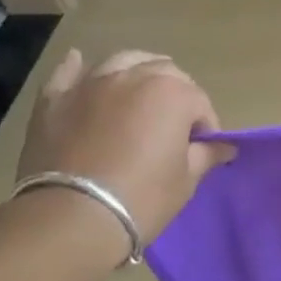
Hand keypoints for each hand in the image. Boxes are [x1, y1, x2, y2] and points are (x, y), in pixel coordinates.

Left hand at [16, 50, 233, 238]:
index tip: (202, 149)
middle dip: (176, 94)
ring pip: (122, 61)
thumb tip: (224, 146)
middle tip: (173, 126)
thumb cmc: (142, 198)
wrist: (71, 219)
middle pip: (165, 72)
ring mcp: (92, 84)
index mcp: (173, 93)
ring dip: (137, 71)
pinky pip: (68, 73)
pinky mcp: (55, 100)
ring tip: (139, 91)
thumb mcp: (186, 180)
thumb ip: (206, 154)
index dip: (205, 127)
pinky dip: (76, 68)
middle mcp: (134, 76)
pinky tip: (79, 63)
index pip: (200, 103)